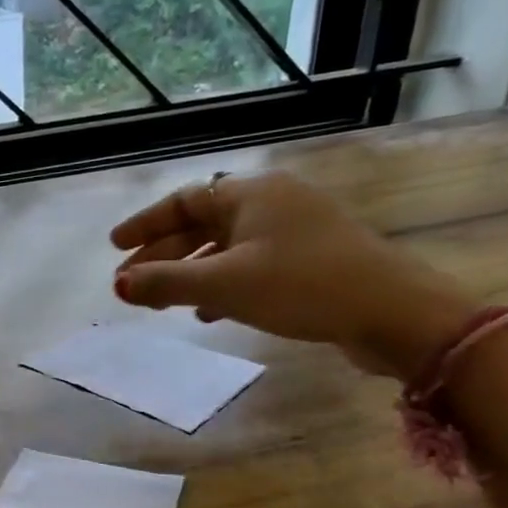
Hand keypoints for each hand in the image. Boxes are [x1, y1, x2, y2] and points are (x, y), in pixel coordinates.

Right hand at [110, 172, 478, 379]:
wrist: (393, 312)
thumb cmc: (300, 286)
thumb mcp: (223, 285)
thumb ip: (166, 283)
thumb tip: (118, 286)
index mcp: (251, 194)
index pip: (183, 200)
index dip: (145, 224)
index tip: (115, 248)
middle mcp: (273, 203)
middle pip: (202, 223)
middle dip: (163, 254)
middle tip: (131, 282)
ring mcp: (296, 230)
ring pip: (226, 247)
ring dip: (191, 272)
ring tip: (163, 300)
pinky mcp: (312, 259)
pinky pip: (251, 265)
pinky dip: (223, 284)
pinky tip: (210, 313)